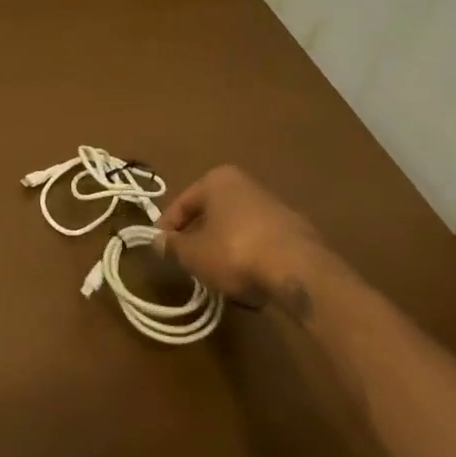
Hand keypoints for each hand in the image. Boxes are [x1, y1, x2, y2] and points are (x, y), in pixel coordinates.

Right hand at [156, 165, 322, 307]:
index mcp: (218, 180)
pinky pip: (258, 240)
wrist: (297, 269)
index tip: (160, 249)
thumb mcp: (193, 253)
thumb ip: (172, 246)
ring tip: (213, 273)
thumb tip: (157, 241)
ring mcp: (274, 205)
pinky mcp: (293, 229)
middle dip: (197, 236)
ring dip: (222, 246)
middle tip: (185, 260)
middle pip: (211, 212)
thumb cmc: (234, 251)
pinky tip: (243, 276)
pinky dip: (246, 254)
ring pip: (234, 226)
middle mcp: (246, 184)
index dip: (167, 228)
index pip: (182, 203)